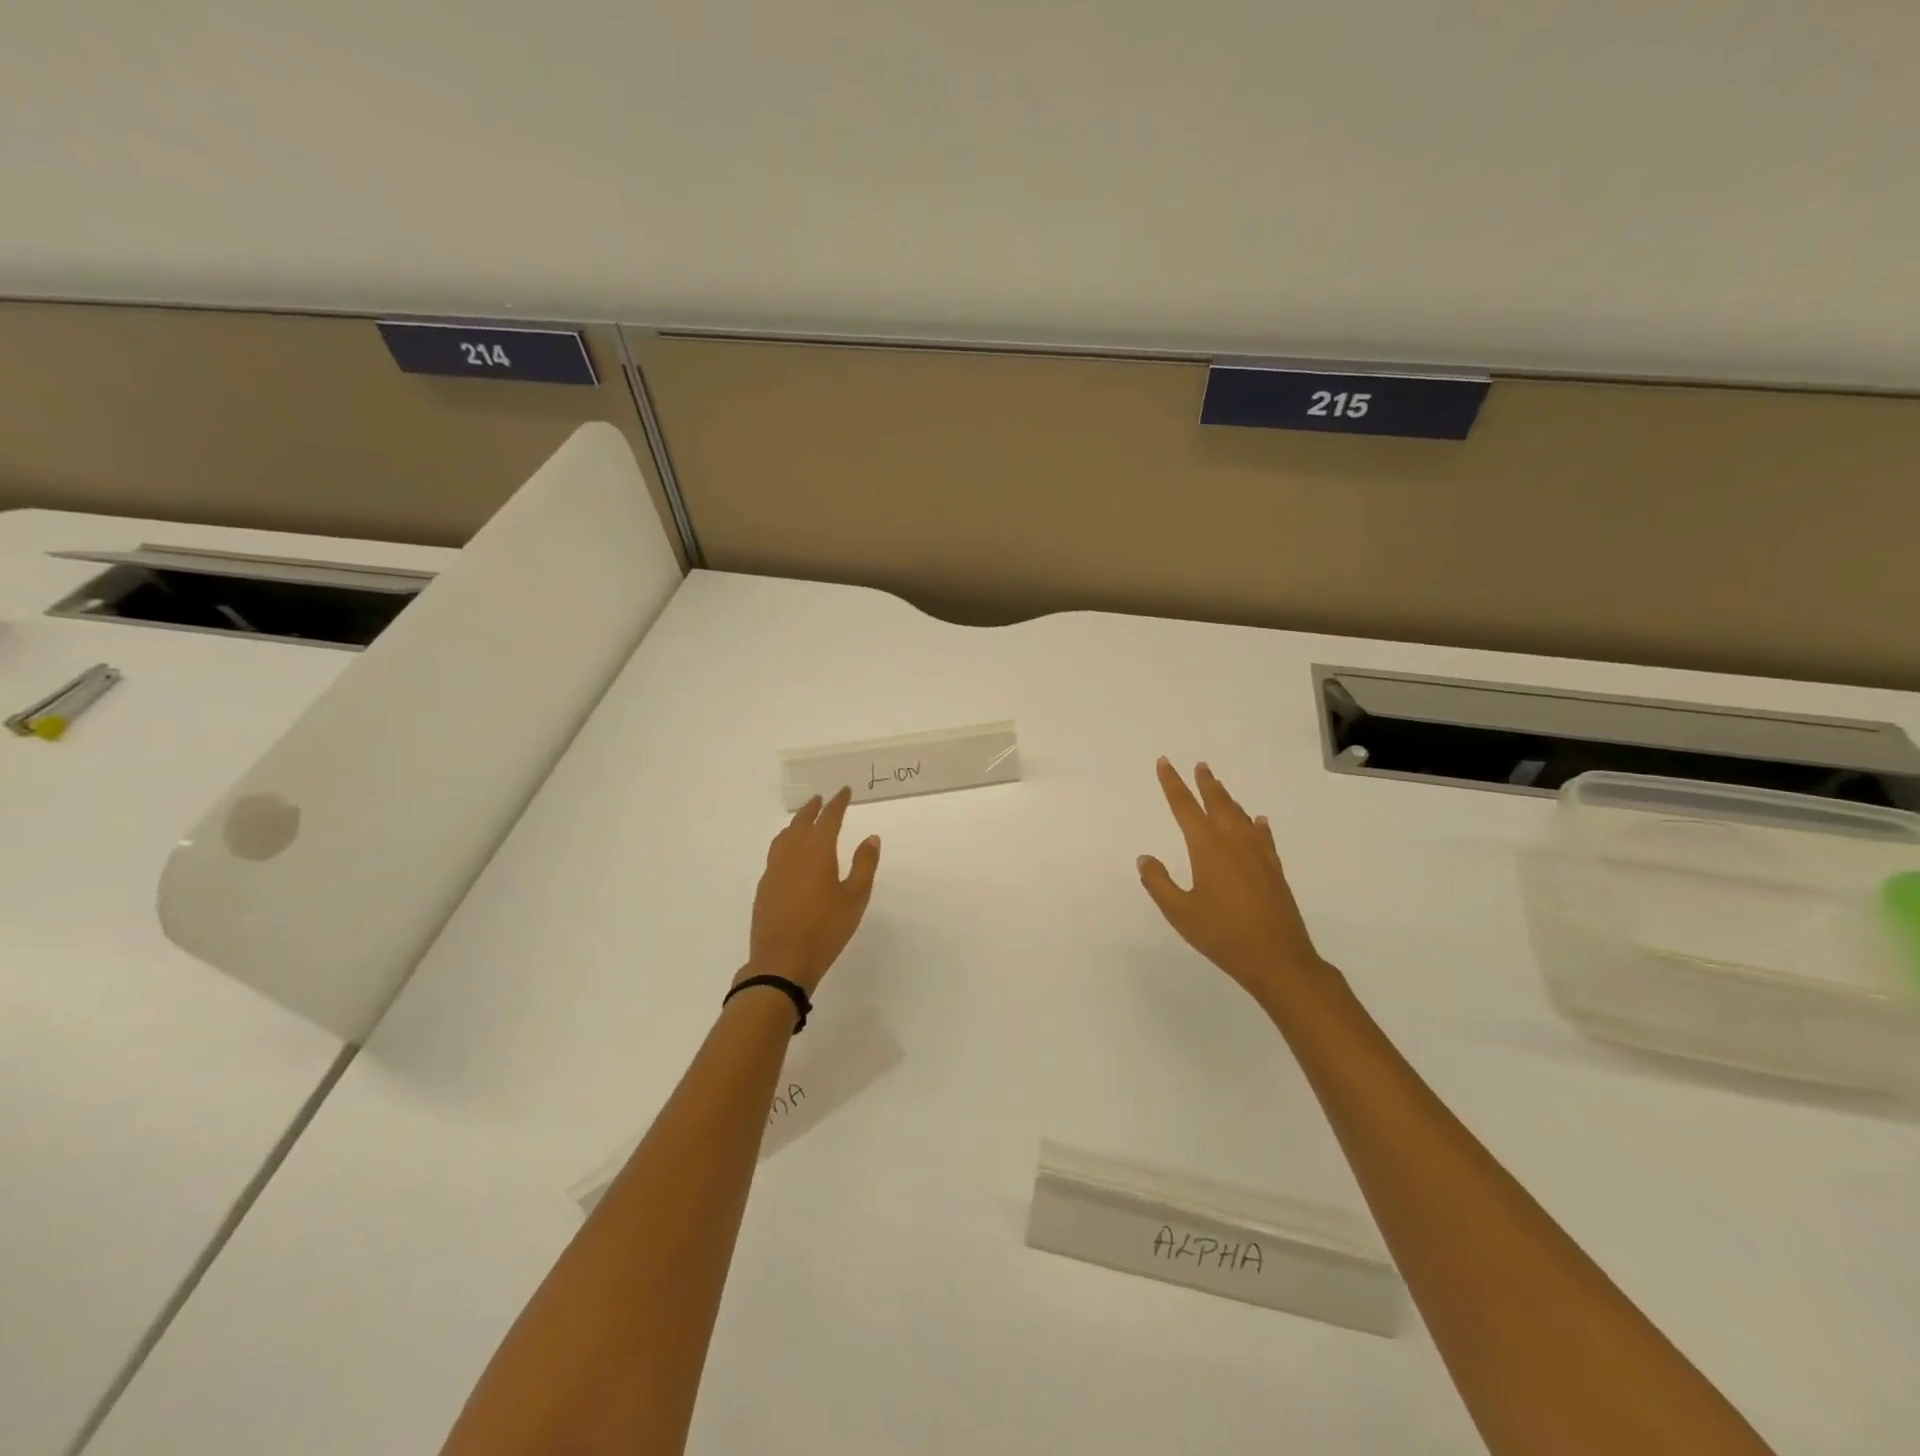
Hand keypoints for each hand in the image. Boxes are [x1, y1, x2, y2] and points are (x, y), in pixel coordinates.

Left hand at [741, 787, 881, 994]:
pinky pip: (775, 854)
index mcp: (816, 851)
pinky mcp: (764, 888)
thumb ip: (864, 865)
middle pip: (801, 822)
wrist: (781, 962)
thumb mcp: (855, 897)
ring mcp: (774, 871)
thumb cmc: (825, 929)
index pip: (828, 818)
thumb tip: (871, 838)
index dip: (837, 803)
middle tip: (821, 799)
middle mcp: (792, 854)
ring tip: (803, 822)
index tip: (844, 791)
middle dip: (813, 809)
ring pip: (784, 837)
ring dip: (795, 824)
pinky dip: (785, 844)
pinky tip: (789, 856)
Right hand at [1137, 758, 1333, 999]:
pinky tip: (1258, 821)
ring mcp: (1257, 854)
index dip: (1172, 784)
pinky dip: (1257, 824)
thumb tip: (1145, 858)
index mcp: (1207, 848)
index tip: (1164, 763)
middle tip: (1199, 765)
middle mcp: (1233, 842)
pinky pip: (1263, 836)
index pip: (1184, 807)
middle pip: (1217, 803)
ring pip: (1240, 816)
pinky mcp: (1273, 869)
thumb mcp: (1179, 912)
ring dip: (1228, 799)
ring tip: (1219, 787)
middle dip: (1205, 783)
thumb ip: (1159, 883)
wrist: (1278, 958)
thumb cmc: (1222, 935)